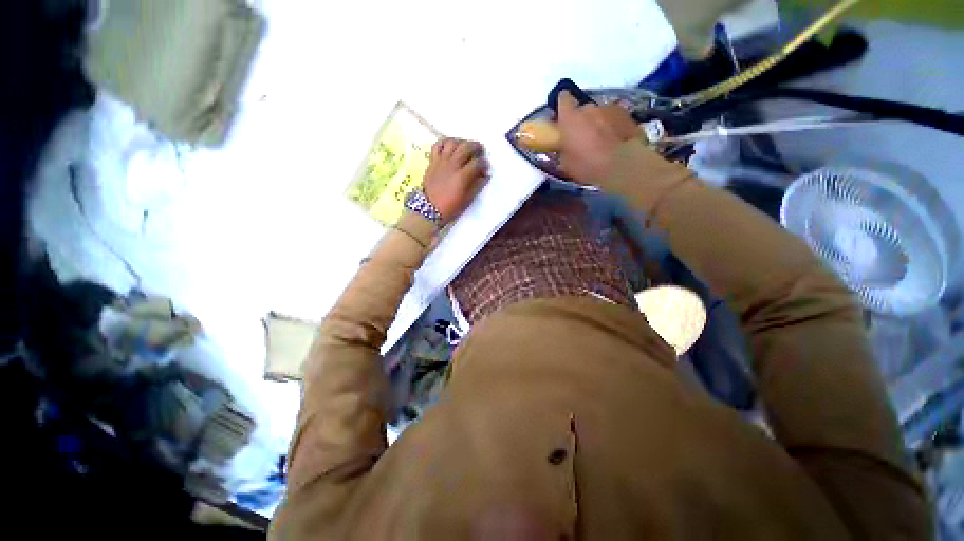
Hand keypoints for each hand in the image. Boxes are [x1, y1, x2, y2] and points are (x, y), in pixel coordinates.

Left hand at [423, 138, 488, 223]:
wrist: (429, 209)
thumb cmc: (451, 207)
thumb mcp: (467, 199)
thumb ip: (477, 185)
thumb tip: (485, 175)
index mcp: (462, 177)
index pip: (477, 163)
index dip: (484, 163)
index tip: (486, 167)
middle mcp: (452, 165)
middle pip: (466, 147)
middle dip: (476, 146)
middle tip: (480, 150)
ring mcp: (441, 161)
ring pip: (452, 143)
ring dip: (461, 141)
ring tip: (465, 146)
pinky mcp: (432, 161)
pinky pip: (437, 145)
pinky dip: (444, 142)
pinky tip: (450, 145)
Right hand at [556, 91, 640, 185]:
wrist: (621, 165)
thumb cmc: (587, 166)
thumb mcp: (566, 164)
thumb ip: (563, 150)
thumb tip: (564, 149)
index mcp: (570, 118)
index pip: (563, 99)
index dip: (564, 106)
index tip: (564, 115)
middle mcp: (589, 108)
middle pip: (584, 109)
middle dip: (583, 120)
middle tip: (584, 137)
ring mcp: (610, 109)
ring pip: (601, 113)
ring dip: (600, 123)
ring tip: (603, 141)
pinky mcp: (627, 115)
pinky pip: (616, 119)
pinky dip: (615, 127)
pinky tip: (616, 141)